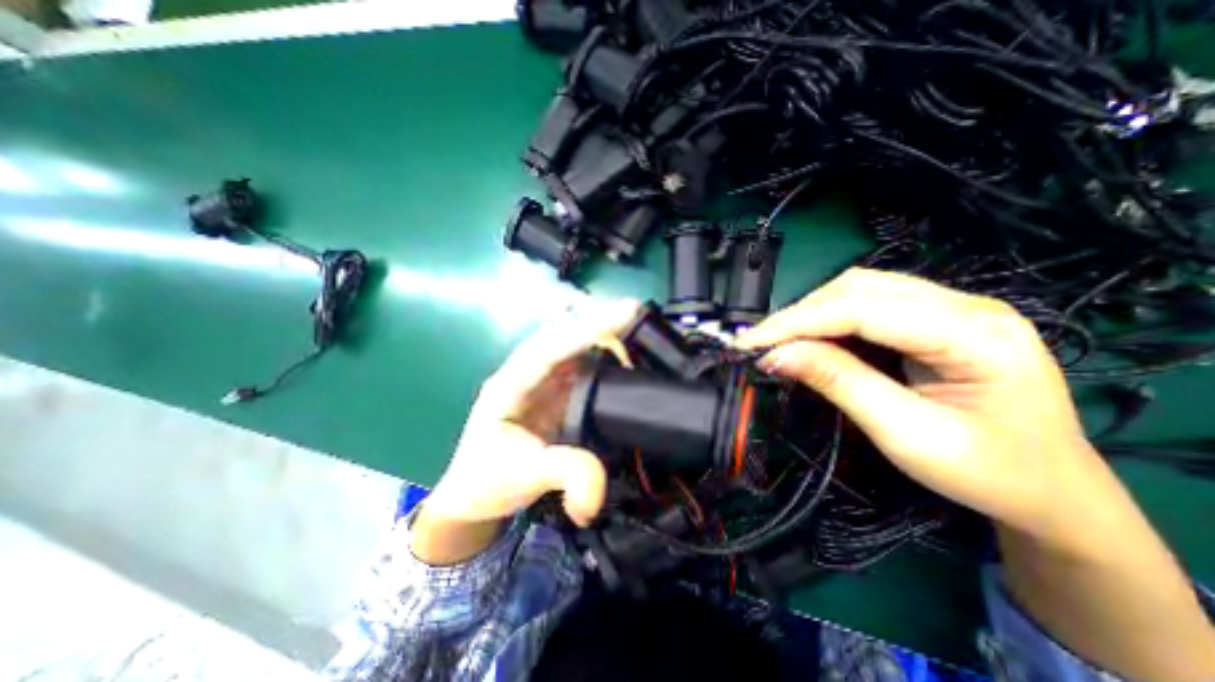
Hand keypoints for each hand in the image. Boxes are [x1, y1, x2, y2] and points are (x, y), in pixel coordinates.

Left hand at [413, 298, 639, 564]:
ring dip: (607, 337)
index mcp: (512, 382)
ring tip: (639, 335)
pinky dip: (608, 358)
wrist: (474, 495)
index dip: (590, 327)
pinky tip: (626, 362)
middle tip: (639, 317)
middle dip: (602, 322)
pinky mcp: (559, 393)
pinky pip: (586, 366)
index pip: (553, 346)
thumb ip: (563, 474)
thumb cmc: (486, 481)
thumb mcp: (522, 477)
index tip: (628, 311)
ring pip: (577, 346)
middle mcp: (529, 372)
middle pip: (567, 335)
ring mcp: (545, 381)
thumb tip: (602, 489)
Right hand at [737, 269, 1108, 546]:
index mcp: (976, 334)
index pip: (862, 309)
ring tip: (780, 342)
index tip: (749, 343)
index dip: (797, 322)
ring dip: (811, 313)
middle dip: (799, 315)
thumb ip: (840, 384)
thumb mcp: (907, 434)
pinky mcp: (935, 319)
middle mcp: (965, 305)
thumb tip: (776, 356)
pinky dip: (828, 319)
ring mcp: (952, 308)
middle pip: (858, 289)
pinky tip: (812, 339)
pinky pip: (867, 304)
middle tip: (759, 345)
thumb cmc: (988, 473)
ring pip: (858, 290)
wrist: (1052, 492)